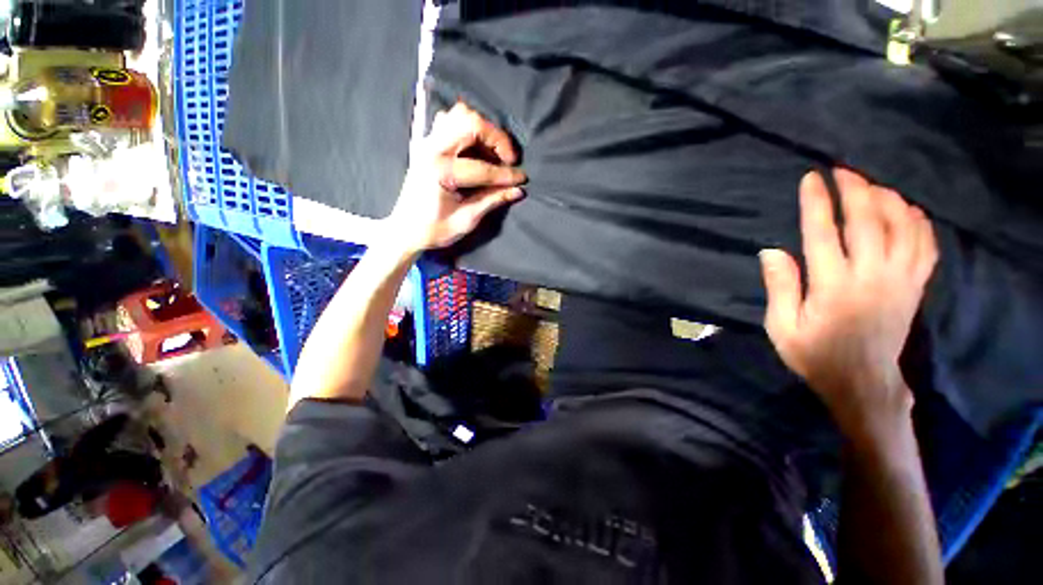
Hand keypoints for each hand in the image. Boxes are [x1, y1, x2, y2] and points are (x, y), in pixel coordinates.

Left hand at [386, 102, 526, 254]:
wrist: (405, 230)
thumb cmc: (434, 230)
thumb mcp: (466, 220)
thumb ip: (492, 200)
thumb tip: (518, 191)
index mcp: (441, 172)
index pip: (483, 168)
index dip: (507, 175)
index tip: (522, 179)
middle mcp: (432, 150)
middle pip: (470, 123)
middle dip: (497, 139)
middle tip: (509, 159)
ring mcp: (427, 143)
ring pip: (459, 115)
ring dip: (483, 130)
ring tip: (494, 153)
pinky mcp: (427, 144)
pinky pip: (449, 121)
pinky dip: (467, 128)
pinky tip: (476, 148)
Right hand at [759, 169, 937, 437]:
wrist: (862, 383)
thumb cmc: (815, 355)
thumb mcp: (782, 328)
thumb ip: (779, 288)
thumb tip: (771, 251)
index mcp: (834, 287)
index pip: (824, 234)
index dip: (818, 202)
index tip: (811, 178)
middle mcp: (872, 277)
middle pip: (868, 221)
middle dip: (855, 189)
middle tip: (843, 170)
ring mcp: (900, 280)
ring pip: (902, 227)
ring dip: (887, 199)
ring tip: (872, 184)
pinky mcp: (915, 287)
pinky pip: (925, 245)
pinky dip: (918, 222)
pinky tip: (907, 209)